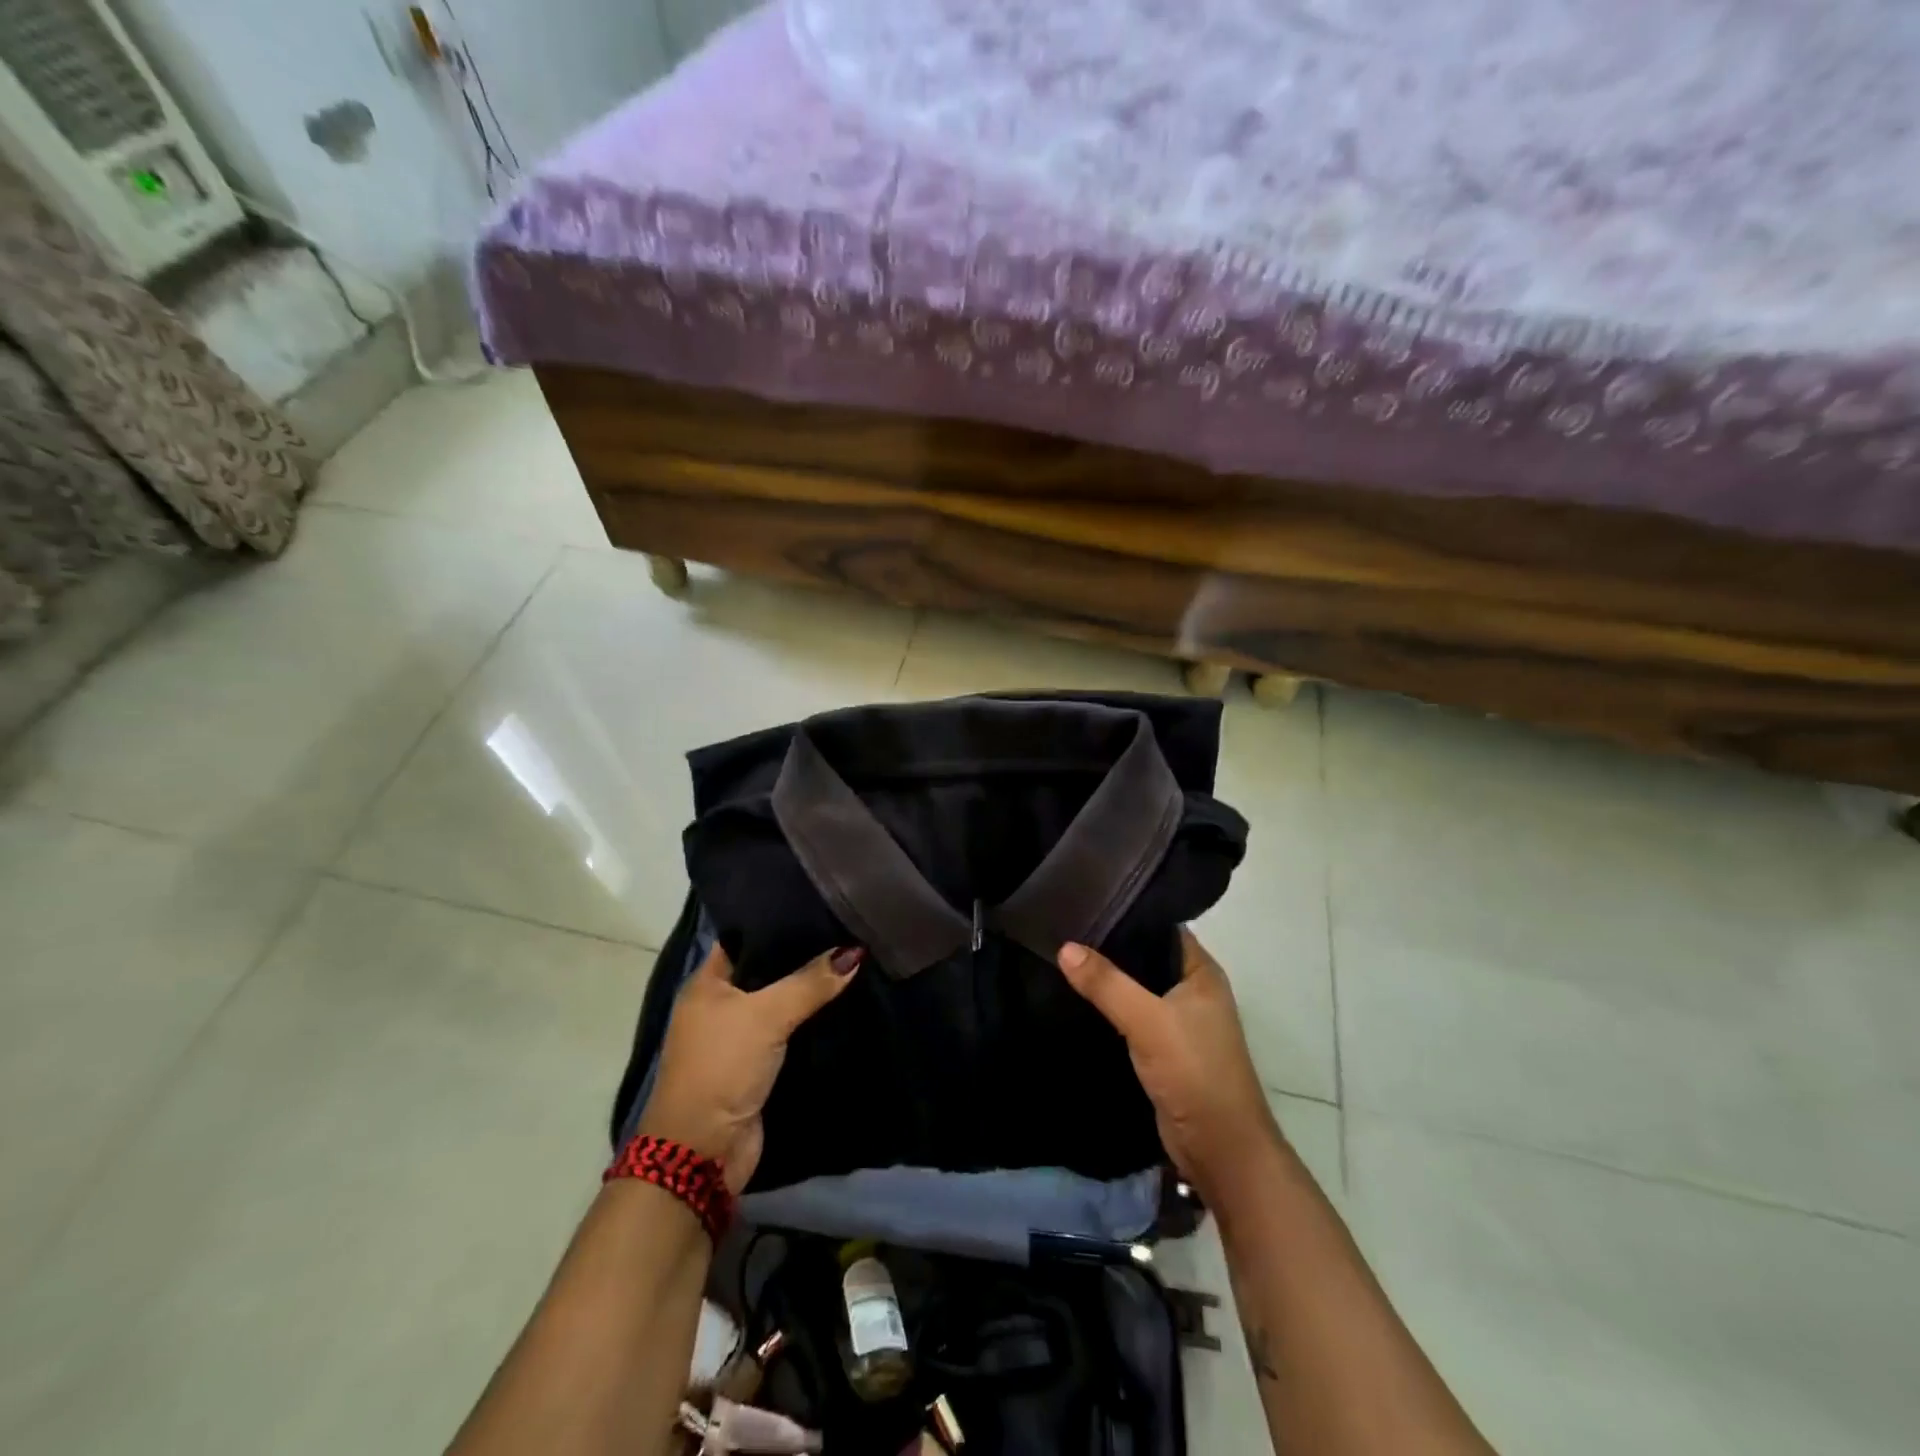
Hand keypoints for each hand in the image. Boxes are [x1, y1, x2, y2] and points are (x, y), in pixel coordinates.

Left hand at [639, 943, 861, 1191]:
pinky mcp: (759, 1066)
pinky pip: (790, 1032)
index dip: (778, 922)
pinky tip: (845, 1003)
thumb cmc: (722, 1067)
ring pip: (782, 1002)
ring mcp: (739, 1037)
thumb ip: (810, 982)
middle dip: (803, 956)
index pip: (744, 937)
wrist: (704, 1151)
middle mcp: (720, 1005)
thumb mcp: (766, 1015)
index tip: (819, 904)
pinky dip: (812, 1022)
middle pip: (767, 970)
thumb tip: (855, 952)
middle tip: (847, 930)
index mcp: (707, 983)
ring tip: (854, 959)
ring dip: (810, 991)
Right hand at [1057, 929, 1280, 1205]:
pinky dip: (1109, 1009)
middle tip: (1064, 928)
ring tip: (1062, 956)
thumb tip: (1064, 946)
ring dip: (1108, 980)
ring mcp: (1179, 1021)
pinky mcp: (1163, 1049)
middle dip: (1110, 947)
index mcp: (1201, 972)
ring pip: (1136, 989)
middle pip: (1145, 957)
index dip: (1128, 913)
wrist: (1219, 1149)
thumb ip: (1107, 983)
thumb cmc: (1195, 1072)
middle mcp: (1192, 990)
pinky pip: (1131, 1017)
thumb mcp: (1148, 1020)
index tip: (1086, 900)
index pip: (1161, 927)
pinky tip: (1077, 999)